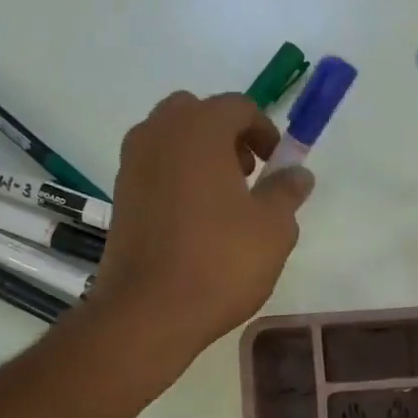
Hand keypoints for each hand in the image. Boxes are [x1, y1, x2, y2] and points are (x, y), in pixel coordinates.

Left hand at [91, 91, 313, 361]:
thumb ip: (287, 191)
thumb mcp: (273, 228)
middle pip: (196, 113)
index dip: (265, 130)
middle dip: (226, 135)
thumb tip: (298, 172)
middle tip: (248, 173)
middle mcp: (158, 135)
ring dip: (199, 155)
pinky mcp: (120, 197)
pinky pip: (154, 169)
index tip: (278, 163)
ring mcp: (132, 165)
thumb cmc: (220, 261)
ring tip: (223, 200)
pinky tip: (195, 221)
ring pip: (170, 140)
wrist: (149, 311)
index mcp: (198, 130)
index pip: (237, 106)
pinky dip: (177, 178)